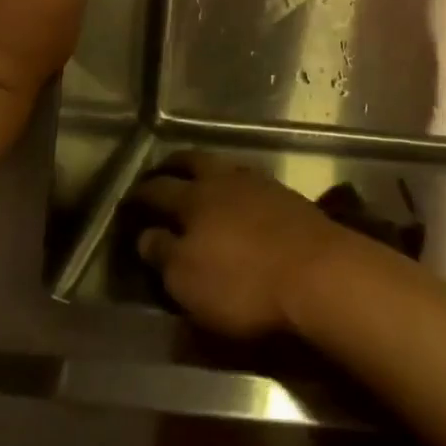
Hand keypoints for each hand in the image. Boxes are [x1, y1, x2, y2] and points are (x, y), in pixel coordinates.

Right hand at [132, 152, 361, 339]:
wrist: (317, 272)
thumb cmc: (243, 283)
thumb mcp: (188, 281)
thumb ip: (163, 254)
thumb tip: (146, 235)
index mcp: (193, 199)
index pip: (158, 190)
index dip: (140, 195)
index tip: (128, 200)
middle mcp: (224, 180)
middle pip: (193, 162)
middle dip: (173, 165)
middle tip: (160, 172)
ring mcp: (259, 183)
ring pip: (223, 167)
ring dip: (206, 171)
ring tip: (199, 181)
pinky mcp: (286, 196)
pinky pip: (249, 181)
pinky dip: (234, 184)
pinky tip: (237, 198)